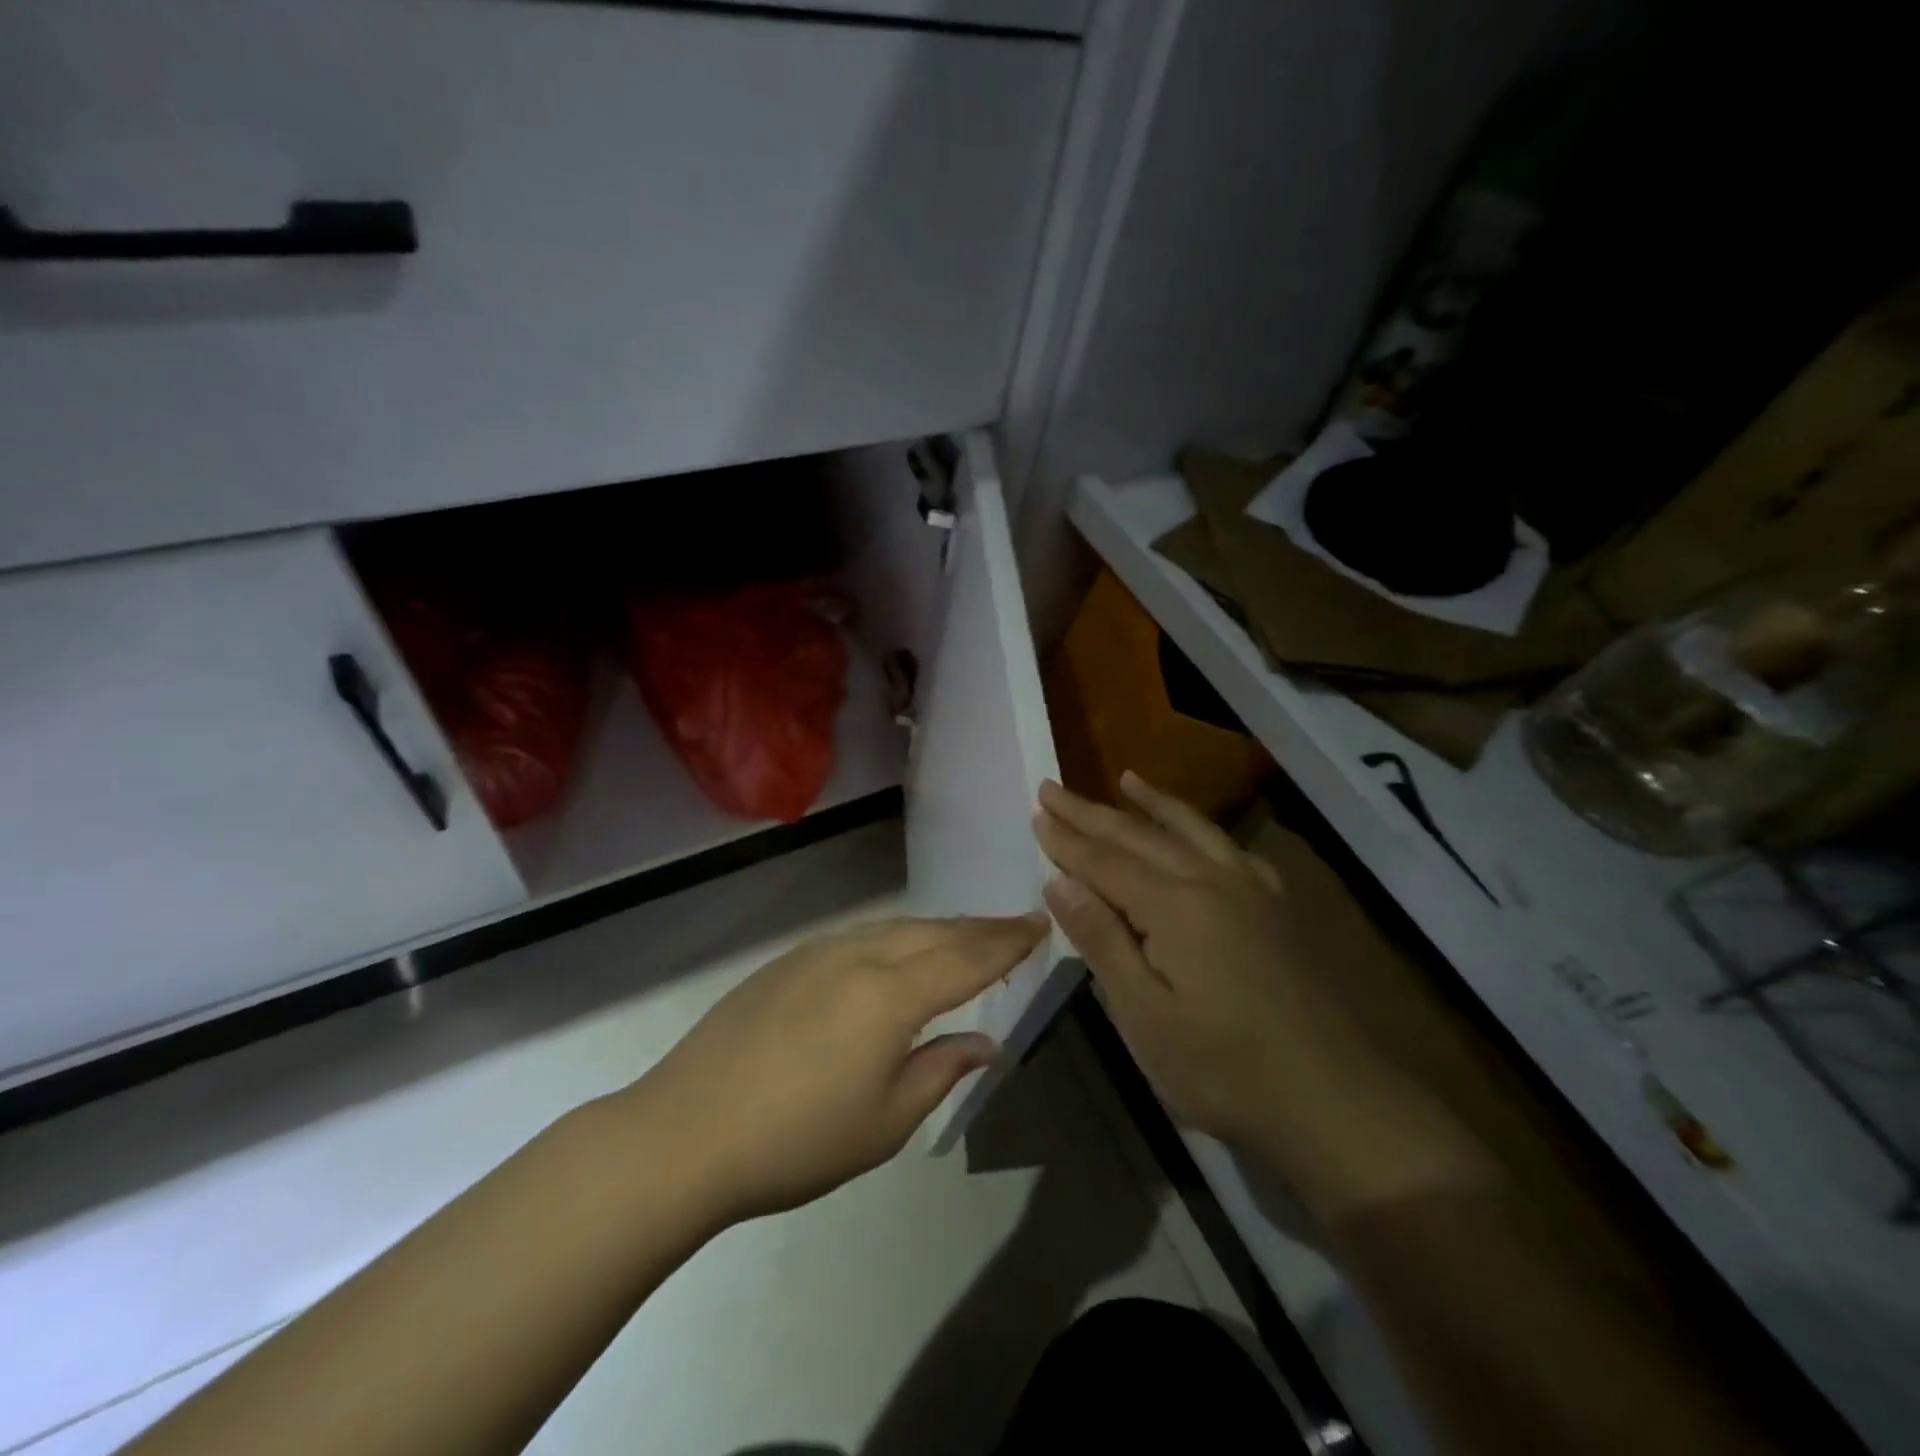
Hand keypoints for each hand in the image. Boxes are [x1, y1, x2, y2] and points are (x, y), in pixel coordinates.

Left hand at [621, 913, 1046, 1225]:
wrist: (685, 1132)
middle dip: (979, 928)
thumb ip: (942, 1071)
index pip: (967, 957)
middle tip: (1014, 927)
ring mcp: (819, 952)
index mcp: (891, 994)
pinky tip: (899, 954)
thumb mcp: (885, 1122)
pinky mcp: (788, 961)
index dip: (1008, 941)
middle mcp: (859, 955)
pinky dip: (897, 938)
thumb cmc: (796, 1141)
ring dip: (938, 930)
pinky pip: (861, 937)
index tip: (1039, 924)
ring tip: (966, 937)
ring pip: (896, 928)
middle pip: (935, 932)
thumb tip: (985, 1042)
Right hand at [1033, 772, 1352, 1147]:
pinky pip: (1230, 850)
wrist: (1335, 1101)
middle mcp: (1211, 881)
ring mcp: (1250, 890)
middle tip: (1053, 787)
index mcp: (1174, 906)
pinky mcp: (1275, 908)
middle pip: (1140, 836)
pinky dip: (1202, 830)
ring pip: (1190, 830)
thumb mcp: (1145, 1016)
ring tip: (1125, 778)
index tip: (1037, 812)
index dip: (1067, 840)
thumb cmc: (1224, 1069)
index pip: (1105, 862)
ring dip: (1152, 803)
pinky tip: (1197, 832)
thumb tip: (1059, 881)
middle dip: (1092, 812)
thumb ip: (1103, 940)